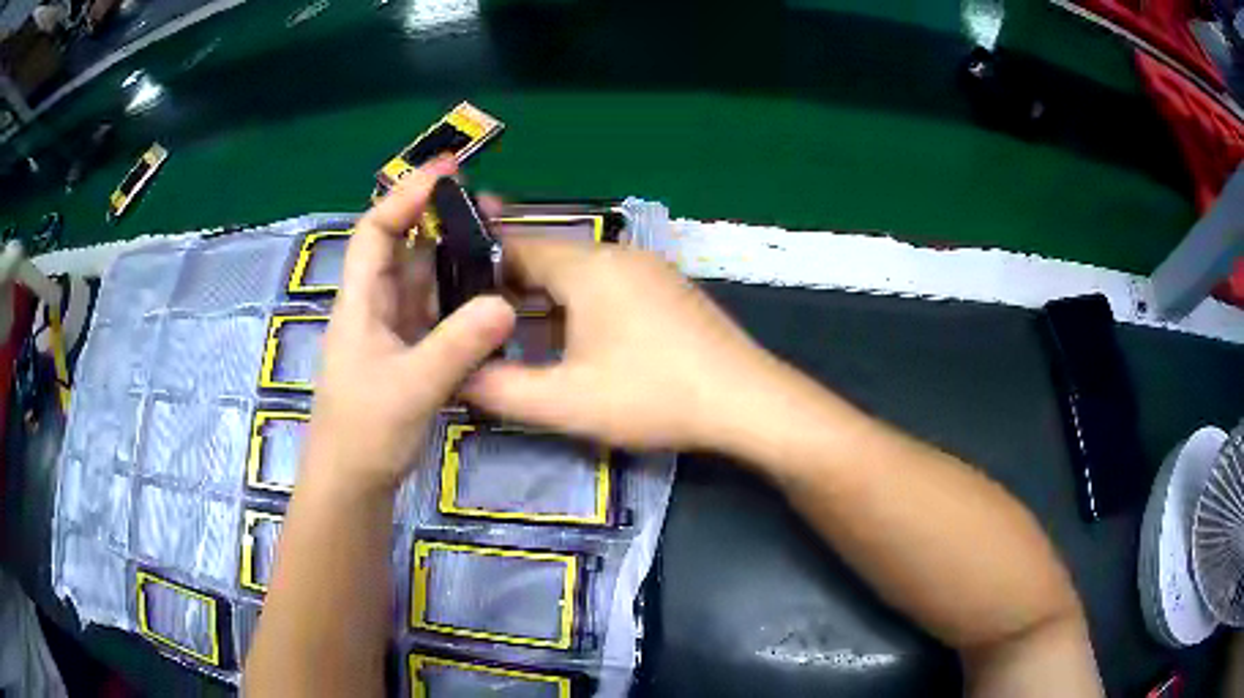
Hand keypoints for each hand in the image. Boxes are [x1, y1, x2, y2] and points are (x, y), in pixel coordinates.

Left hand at [306, 157, 515, 493]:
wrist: (353, 482)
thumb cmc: (365, 432)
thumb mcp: (412, 387)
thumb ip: (457, 345)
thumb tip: (504, 303)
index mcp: (361, 302)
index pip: (376, 230)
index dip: (406, 195)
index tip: (448, 171)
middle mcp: (374, 306)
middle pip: (402, 247)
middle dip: (438, 219)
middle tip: (488, 205)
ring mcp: (391, 330)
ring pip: (422, 280)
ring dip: (453, 258)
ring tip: (497, 241)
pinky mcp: (407, 353)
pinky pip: (435, 312)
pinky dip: (459, 298)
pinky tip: (488, 295)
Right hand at [464, 239, 782, 450]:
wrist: (746, 401)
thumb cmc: (652, 396)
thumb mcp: (566, 403)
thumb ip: (501, 390)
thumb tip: (458, 377)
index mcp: (587, 266)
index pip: (516, 248)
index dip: (480, 272)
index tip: (457, 303)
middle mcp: (618, 254)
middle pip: (549, 259)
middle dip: (514, 290)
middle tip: (486, 329)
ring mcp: (651, 268)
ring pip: (581, 273)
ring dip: (549, 301)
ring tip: (526, 339)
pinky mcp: (671, 289)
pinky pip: (611, 285)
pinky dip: (584, 305)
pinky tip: (583, 343)